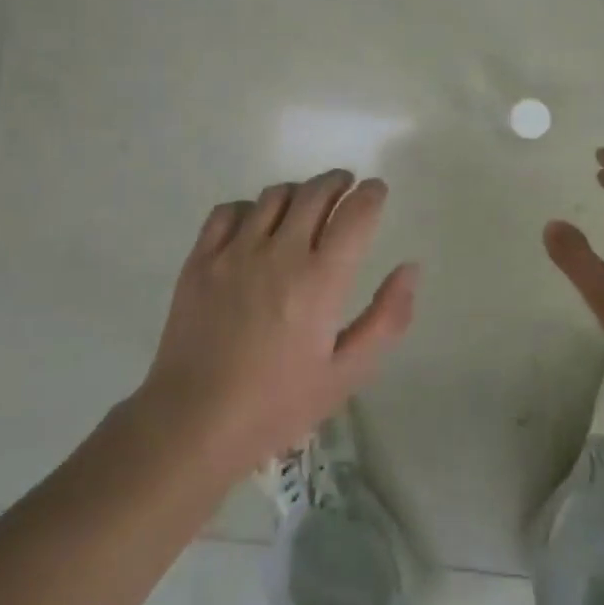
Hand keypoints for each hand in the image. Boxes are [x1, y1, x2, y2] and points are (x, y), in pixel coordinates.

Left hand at [139, 169, 418, 478]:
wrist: (193, 422)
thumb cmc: (278, 404)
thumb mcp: (348, 374)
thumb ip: (386, 319)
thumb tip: (410, 269)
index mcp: (321, 280)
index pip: (355, 214)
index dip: (371, 195)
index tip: (377, 190)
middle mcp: (280, 253)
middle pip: (315, 193)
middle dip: (338, 182)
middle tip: (347, 186)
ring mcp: (234, 253)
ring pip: (274, 196)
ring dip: (299, 191)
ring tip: (306, 203)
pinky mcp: (200, 260)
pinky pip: (229, 211)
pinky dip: (251, 207)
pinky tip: (256, 223)